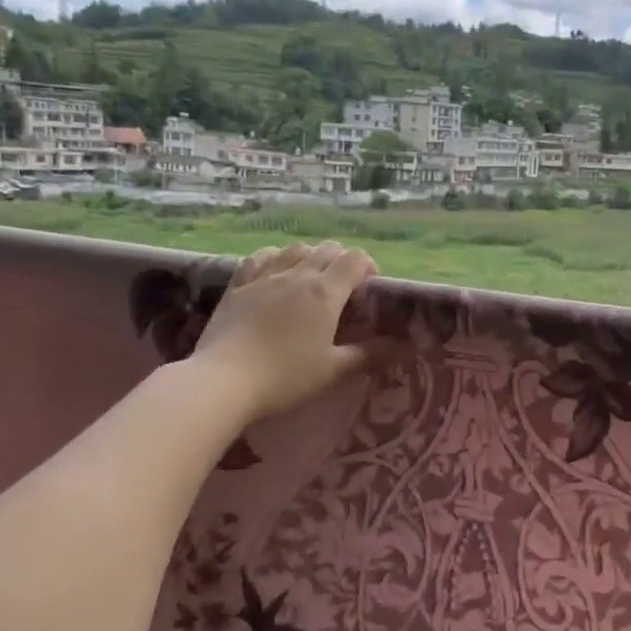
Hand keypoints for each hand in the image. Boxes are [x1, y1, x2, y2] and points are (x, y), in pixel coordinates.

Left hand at [191, 242, 380, 425]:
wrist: (223, 381)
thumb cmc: (285, 377)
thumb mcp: (333, 370)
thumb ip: (370, 354)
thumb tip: (406, 346)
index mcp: (325, 292)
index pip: (355, 259)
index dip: (368, 267)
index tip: (370, 289)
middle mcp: (297, 274)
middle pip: (327, 249)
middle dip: (342, 261)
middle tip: (344, 289)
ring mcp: (264, 277)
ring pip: (294, 249)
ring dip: (309, 256)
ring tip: (311, 278)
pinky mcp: (238, 285)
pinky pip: (260, 258)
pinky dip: (274, 258)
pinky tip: (274, 270)